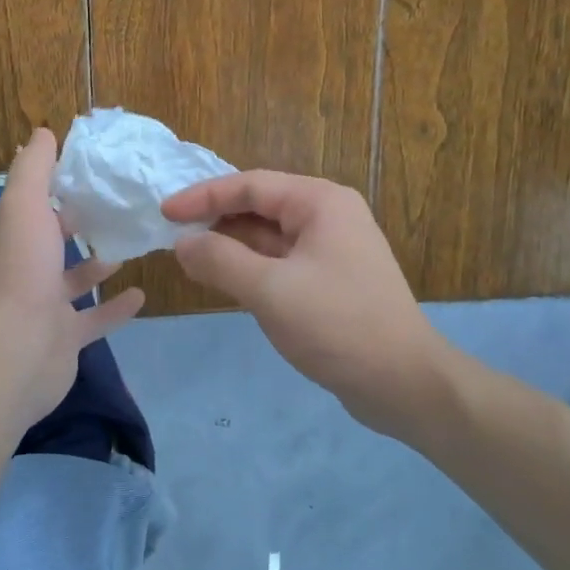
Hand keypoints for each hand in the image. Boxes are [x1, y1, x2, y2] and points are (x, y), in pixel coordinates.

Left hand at [0, 128, 144, 432]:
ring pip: (73, 280)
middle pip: (52, 241)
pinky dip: (116, 308)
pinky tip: (141, 295)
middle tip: (116, 206)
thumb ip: (33, 169)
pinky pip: (94, 320)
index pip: (32, 204)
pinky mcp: (65, 339)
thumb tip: (41, 132)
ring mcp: (44, 307)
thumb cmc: (22, 271)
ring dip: (97, 265)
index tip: (88, 170)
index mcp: (12, 237)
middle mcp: (24, 270)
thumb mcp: (24, 205)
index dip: (54, 185)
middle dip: (76, 224)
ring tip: (129, 246)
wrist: (16, 351)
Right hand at [163, 172, 445, 434]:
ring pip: (268, 236)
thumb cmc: (338, 325)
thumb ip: (220, 260)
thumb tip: (182, 243)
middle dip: (215, 219)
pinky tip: (222, 279)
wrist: (404, 383)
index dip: (203, 196)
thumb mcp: (271, 290)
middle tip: (172, 235)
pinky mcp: (329, 280)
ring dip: (230, 245)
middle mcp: (328, 216)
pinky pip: (279, 262)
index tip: (165, 212)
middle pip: (259, 206)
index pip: (250, 185)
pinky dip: (249, 267)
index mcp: (320, 202)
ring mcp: (330, 249)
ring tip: (188, 257)